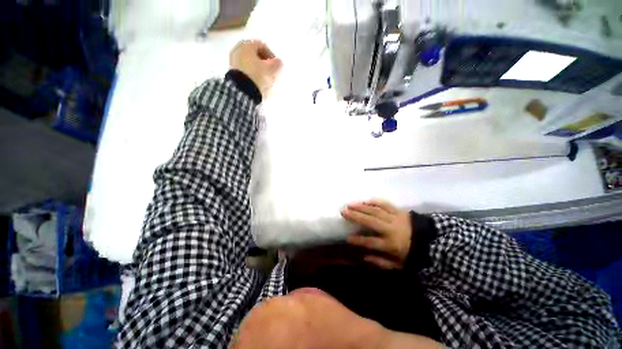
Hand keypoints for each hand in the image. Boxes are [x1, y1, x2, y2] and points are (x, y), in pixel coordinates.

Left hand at [229, 39, 281, 97]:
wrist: (241, 89)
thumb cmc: (256, 75)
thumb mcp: (270, 69)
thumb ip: (276, 64)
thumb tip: (279, 62)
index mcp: (247, 44)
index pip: (262, 45)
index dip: (271, 55)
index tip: (276, 65)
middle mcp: (238, 49)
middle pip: (254, 54)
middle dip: (264, 62)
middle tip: (270, 71)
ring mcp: (233, 60)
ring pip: (249, 62)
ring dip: (258, 68)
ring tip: (264, 78)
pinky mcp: (232, 70)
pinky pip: (245, 69)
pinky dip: (251, 73)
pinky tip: (257, 81)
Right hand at [341, 199, 411, 269]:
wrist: (432, 241)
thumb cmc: (412, 254)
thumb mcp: (398, 265)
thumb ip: (381, 262)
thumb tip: (364, 257)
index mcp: (392, 244)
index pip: (371, 242)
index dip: (358, 240)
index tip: (347, 237)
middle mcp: (392, 229)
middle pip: (371, 221)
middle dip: (356, 216)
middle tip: (343, 211)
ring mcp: (395, 218)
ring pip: (376, 210)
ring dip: (362, 207)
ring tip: (350, 204)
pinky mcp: (399, 211)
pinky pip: (385, 204)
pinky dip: (374, 201)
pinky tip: (365, 201)